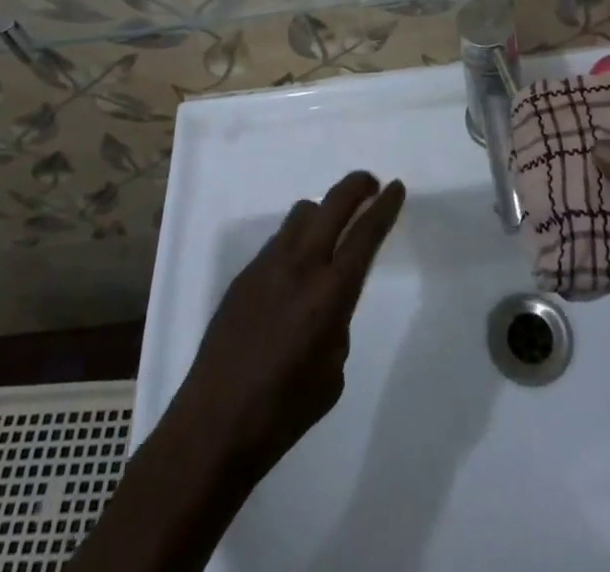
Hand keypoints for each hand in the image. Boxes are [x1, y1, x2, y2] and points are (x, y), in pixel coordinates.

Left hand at [167, 170, 406, 481]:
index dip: (384, 207)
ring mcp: (267, 264)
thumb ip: (337, 325)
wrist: (213, 424)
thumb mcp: (332, 374)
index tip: (396, 187)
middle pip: (333, 204)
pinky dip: (297, 240)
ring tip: (332, 230)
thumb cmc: (283, 411)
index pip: (365, 235)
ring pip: (302, 214)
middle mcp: (300, 265)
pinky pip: (279, 241)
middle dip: (357, 187)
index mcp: (329, 293)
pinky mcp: (244, 274)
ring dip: (323, 211)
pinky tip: (296, 271)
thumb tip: (327, 304)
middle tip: (371, 185)